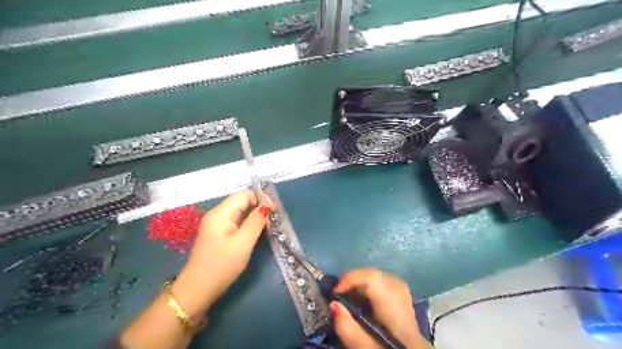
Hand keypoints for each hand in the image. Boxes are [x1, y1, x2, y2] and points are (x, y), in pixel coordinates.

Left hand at [169, 191, 270, 319]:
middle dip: (258, 207)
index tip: (274, 210)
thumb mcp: (243, 243)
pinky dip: (247, 225)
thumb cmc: (222, 265)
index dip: (260, 198)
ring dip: (254, 217)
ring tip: (268, 227)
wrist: (197, 290)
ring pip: (239, 213)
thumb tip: (267, 204)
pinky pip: (235, 223)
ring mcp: (216, 226)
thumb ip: (256, 221)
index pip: (244, 195)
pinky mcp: (217, 236)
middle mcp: (217, 215)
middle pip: (241, 202)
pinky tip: (255, 234)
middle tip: (273, 220)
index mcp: (221, 213)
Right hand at [332, 269, 430, 346]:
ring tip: (349, 298)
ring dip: (360, 284)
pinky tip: (363, 301)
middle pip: (375, 274)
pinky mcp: (403, 297)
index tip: (334, 292)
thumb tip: (333, 304)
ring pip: (378, 276)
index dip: (350, 278)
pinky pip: (383, 282)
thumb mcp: (366, 348)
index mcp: (394, 305)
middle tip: (339, 295)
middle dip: (354, 281)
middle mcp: (401, 293)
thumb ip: (348, 329)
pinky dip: (369, 288)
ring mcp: (404, 294)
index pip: (372, 278)